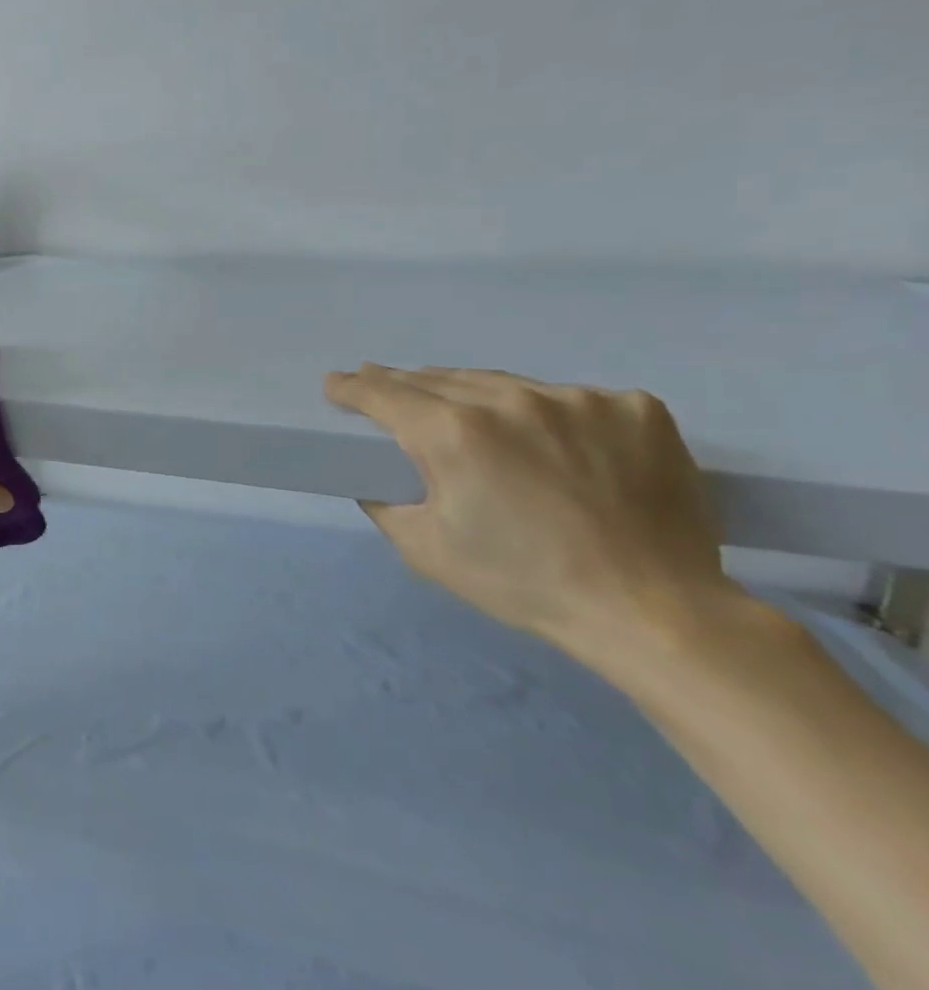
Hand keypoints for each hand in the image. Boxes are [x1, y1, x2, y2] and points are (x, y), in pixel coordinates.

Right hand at [323, 365, 743, 667]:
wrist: (653, 610)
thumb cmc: (523, 581)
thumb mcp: (425, 549)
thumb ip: (384, 501)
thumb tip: (373, 476)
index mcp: (453, 434)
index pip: (384, 394)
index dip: (352, 387)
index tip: (335, 382)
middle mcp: (511, 401)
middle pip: (438, 380)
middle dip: (403, 384)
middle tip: (382, 385)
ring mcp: (579, 399)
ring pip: (503, 383)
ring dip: (471, 393)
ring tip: (459, 408)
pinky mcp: (634, 409)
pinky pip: (571, 398)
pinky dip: (548, 412)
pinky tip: (552, 439)